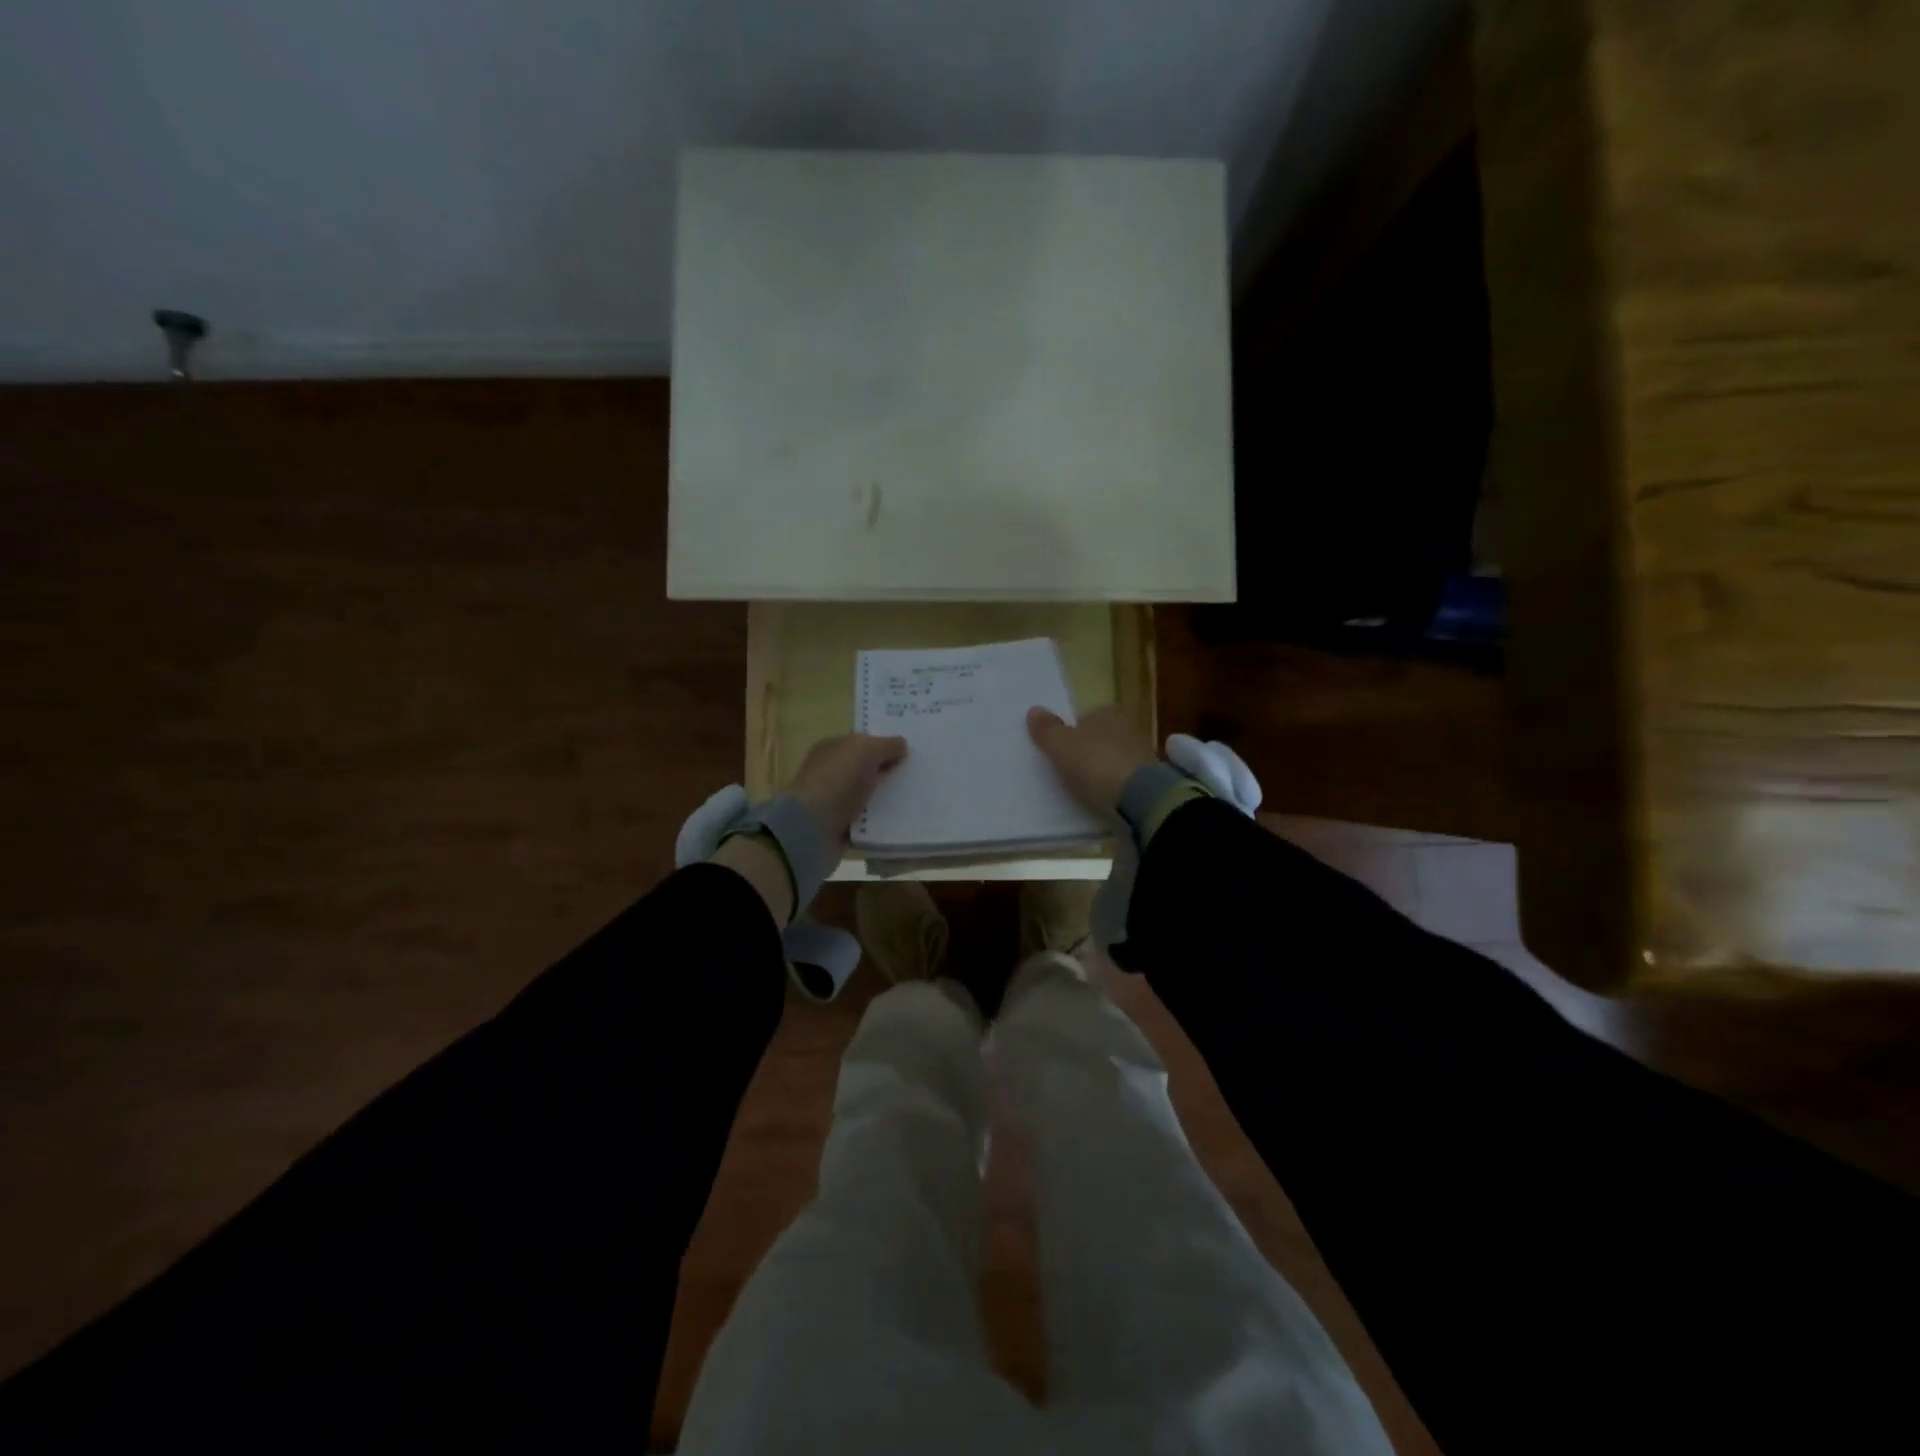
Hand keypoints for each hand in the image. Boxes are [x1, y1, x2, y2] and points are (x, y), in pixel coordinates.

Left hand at [787, 733, 908, 846]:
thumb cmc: (838, 781)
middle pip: (867, 769)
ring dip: (889, 798)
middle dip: (890, 771)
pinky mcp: (840, 827)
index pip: (862, 742)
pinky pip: (868, 821)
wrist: (812, 829)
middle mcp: (831, 772)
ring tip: (918, 799)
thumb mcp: (866, 751)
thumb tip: (901, 745)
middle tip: (920, 775)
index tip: (912, 751)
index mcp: (832, 748)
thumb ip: (886, 745)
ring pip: (870, 795)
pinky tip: (903, 821)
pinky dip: (881, 822)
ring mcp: (834, 800)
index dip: (885, 744)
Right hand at [1026, 705, 1156, 815]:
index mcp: (1108, 711)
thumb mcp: (1061, 746)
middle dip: (1089, 749)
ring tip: (1086, 785)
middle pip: (1101, 736)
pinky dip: (1116, 783)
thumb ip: (1047, 729)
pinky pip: (1126, 776)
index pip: (1086, 716)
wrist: (1140, 797)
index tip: (1061, 750)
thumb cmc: (1095, 763)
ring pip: (1115, 756)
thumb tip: (1033, 710)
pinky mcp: (1152, 779)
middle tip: (1070, 768)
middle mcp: (1129, 726)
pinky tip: (1105, 795)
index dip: (1072, 731)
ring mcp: (1143, 752)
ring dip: (1103, 767)